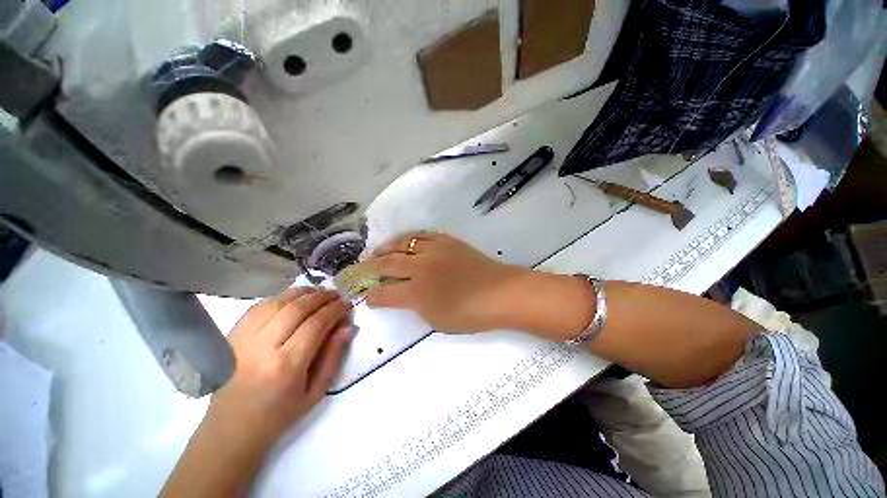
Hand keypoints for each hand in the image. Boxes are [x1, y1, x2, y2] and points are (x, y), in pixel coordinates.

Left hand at [162, 288, 352, 497]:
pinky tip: (292, 299)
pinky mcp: (232, 337)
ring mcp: (243, 340)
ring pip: (277, 302)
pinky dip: (280, 298)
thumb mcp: (316, 392)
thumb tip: (349, 327)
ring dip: (302, 293)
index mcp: (287, 366)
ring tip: (318, 292)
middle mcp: (263, 348)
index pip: (316, 324)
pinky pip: (258, 306)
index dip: (334, 309)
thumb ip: (334, 356)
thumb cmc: (279, 415)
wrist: (232, 429)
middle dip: (321, 296)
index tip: (346, 304)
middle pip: (296, 308)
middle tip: (335, 295)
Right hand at [363, 232, 529, 332]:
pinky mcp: (446, 240)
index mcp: (417, 292)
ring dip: (385, 248)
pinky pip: (421, 235)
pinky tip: (403, 242)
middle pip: (387, 263)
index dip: (372, 295)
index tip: (366, 296)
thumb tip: (404, 295)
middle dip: (370, 267)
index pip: (384, 293)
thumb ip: (416, 306)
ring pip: (401, 244)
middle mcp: (420, 267)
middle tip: (361, 268)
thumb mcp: (437, 320)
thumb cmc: (471, 314)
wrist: (500, 292)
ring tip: (376, 252)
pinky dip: (407, 238)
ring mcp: (433, 250)